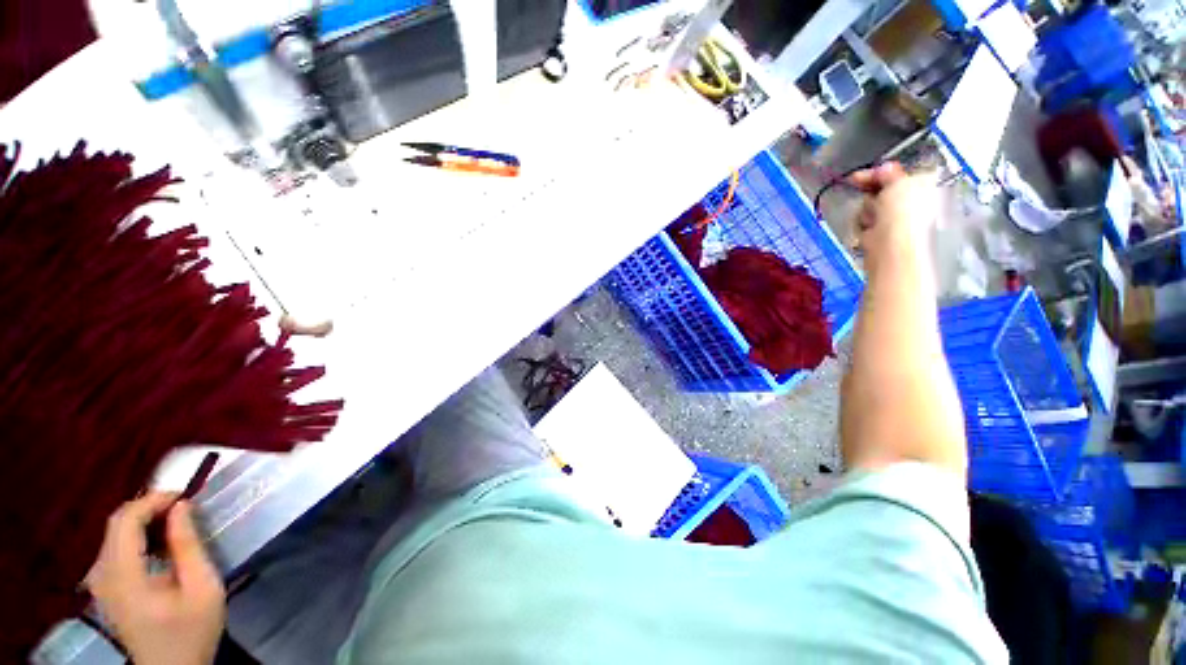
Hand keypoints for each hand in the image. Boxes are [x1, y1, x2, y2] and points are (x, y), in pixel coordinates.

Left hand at [87, 493, 225, 664]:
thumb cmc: (193, 630)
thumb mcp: (203, 588)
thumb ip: (188, 546)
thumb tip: (182, 506)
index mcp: (124, 578)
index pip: (125, 522)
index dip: (153, 501)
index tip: (185, 496)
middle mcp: (102, 576)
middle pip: (115, 525)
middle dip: (149, 508)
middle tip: (184, 507)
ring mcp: (100, 583)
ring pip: (113, 534)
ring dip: (143, 521)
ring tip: (175, 523)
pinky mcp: (104, 588)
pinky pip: (114, 549)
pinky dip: (136, 536)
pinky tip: (158, 545)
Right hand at [849, 163, 938, 253]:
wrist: (893, 247)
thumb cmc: (904, 214)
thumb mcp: (899, 182)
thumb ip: (890, 173)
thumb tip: (883, 168)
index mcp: (928, 186)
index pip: (899, 174)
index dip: (879, 173)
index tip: (858, 176)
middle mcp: (916, 203)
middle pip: (883, 191)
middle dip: (871, 193)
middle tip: (862, 196)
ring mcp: (897, 221)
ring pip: (871, 207)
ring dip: (866, 210)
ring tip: (872, 218)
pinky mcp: (881, 236)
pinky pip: (866, 224)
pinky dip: (863, 225)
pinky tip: (867, 230)